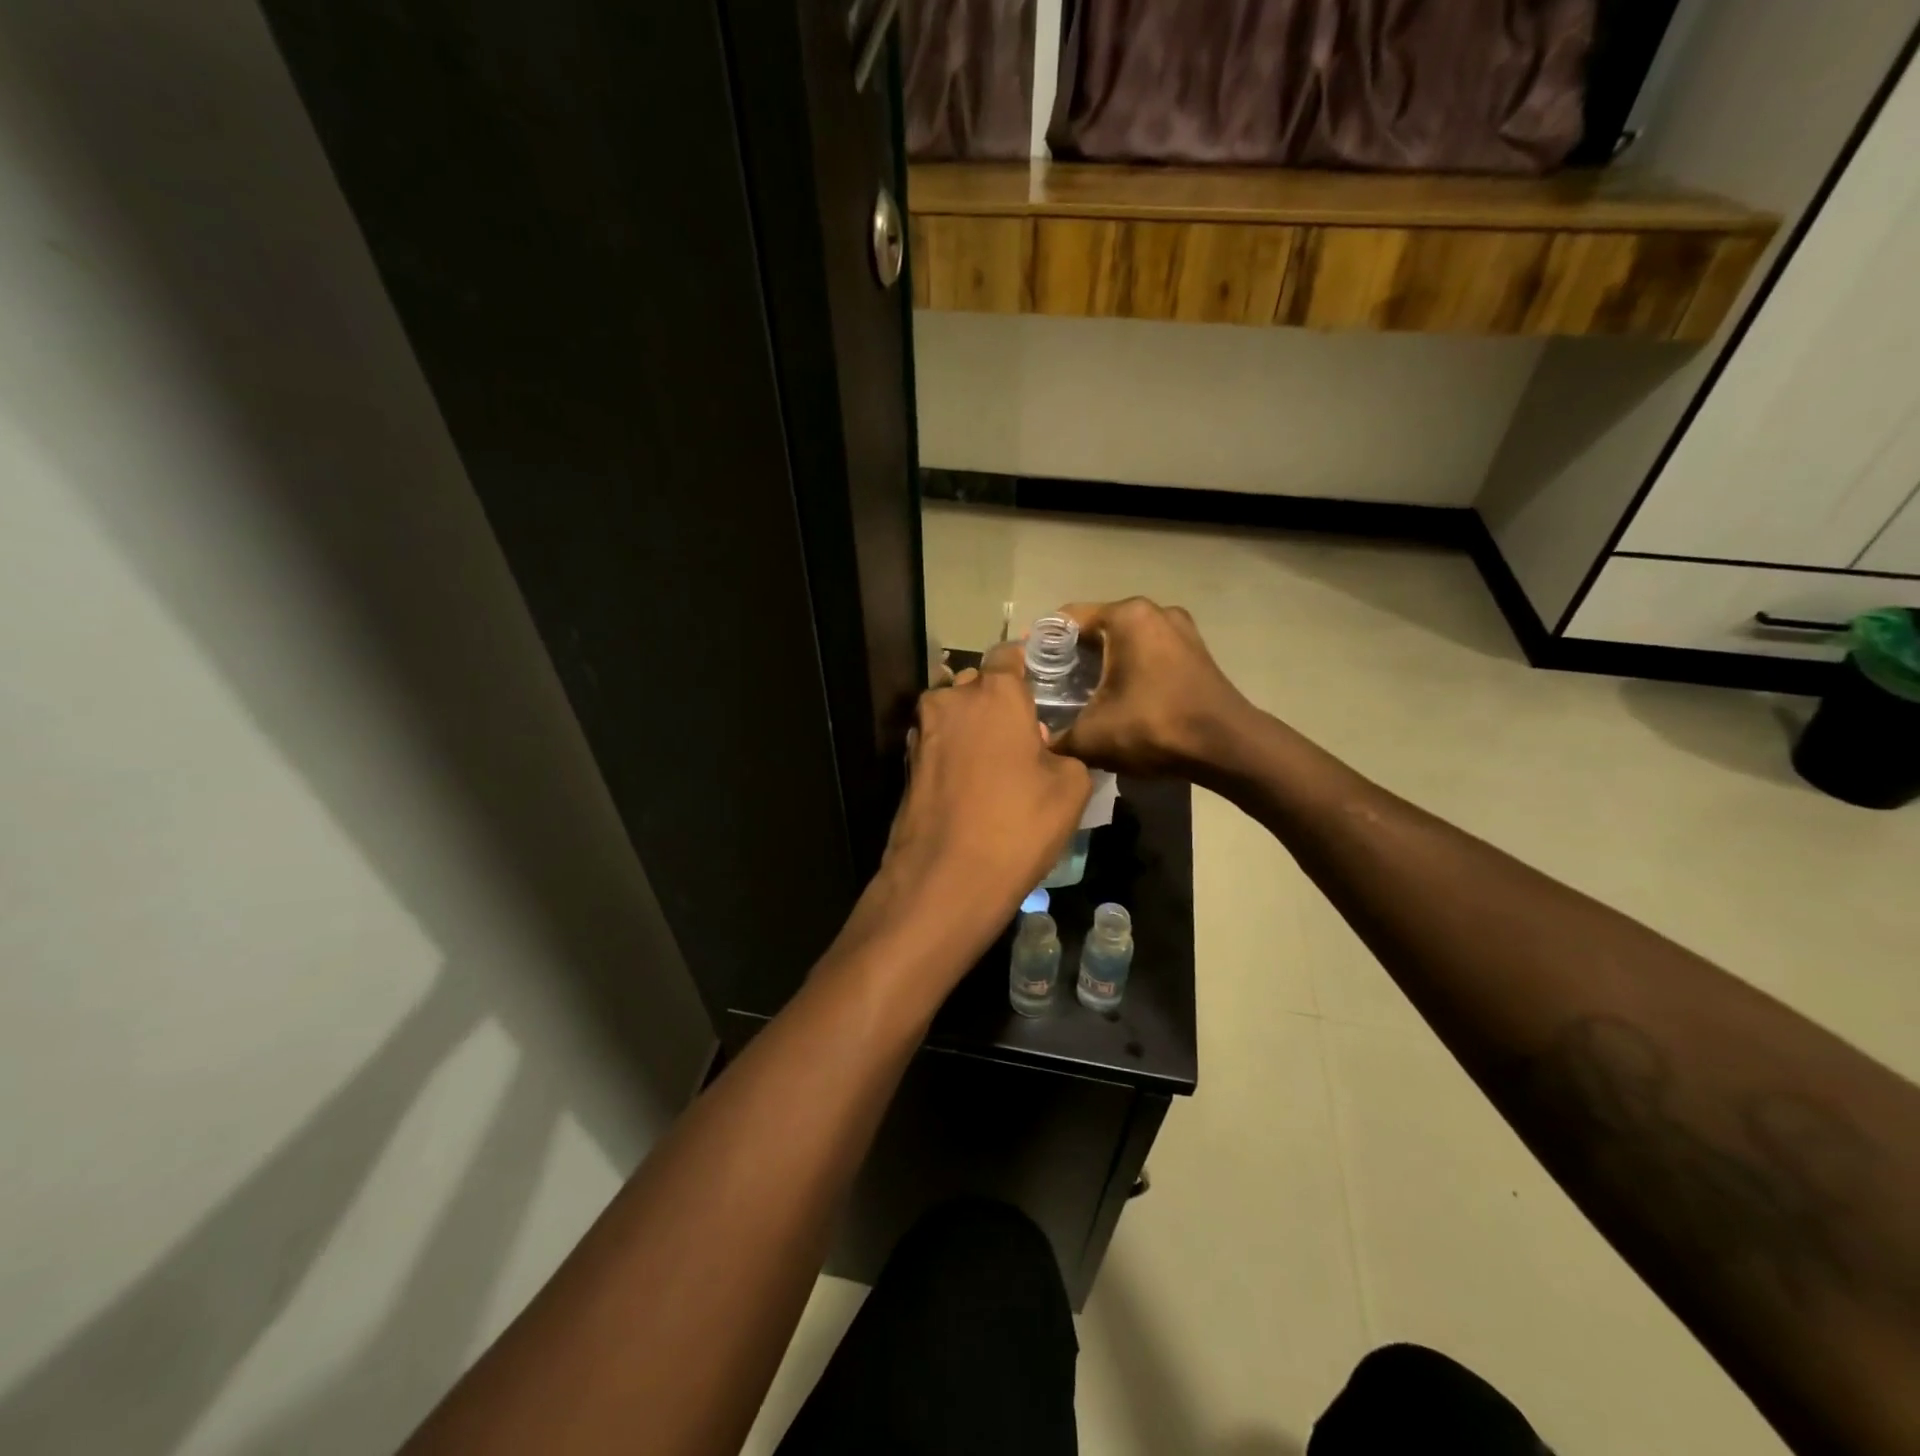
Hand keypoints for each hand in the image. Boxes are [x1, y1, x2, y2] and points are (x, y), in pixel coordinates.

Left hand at [841, 659, 1091, 985]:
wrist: (945, 879)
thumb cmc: (1017, 824)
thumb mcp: (1071, 787)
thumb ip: (1067, 752)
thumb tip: (1048, 750)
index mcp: (993, 693)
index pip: (1009, 655)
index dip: (1028, 666)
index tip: (1043, 687)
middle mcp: (950, 701)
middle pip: (977, 684)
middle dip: (998, 701)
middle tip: (1025, 734)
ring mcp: (922, 733)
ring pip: (954, 714)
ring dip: (975, 728)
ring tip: (999, 764)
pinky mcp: (907, 765)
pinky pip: (940, 744)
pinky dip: (955, 753)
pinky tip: (973, 785)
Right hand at [1050, 597, 1256, 778]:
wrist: (1227, 747)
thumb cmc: (1155, 728)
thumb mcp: (1092, 737)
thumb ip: (1056, 737)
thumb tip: (1037, 741)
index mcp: (1126, 616)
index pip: (1066, 619)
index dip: (1040, 644)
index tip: (1025, 670)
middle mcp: (1153, 611)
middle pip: (1096, 628)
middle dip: (1071, 656)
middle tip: (1049, 687)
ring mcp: (1179, 628)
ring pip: (1123, 640)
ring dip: (1101, 663)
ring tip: (1080, 695)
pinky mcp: (1195, 650)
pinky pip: (1148, 651)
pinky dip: (1128, 667)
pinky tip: (1118, 697)